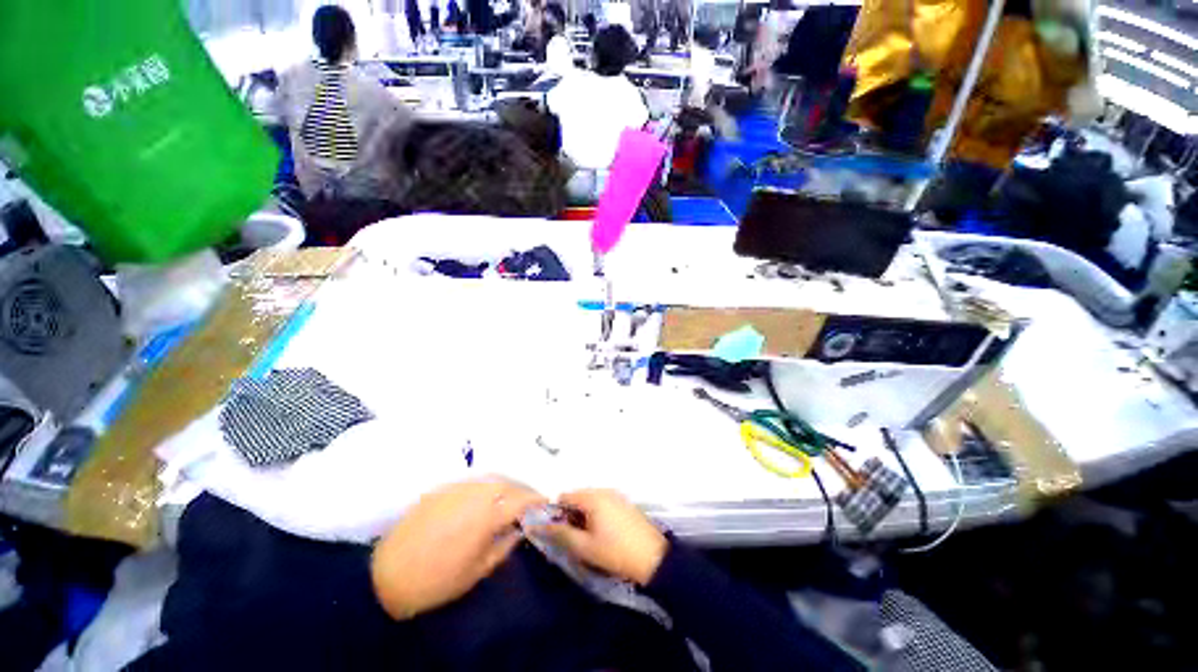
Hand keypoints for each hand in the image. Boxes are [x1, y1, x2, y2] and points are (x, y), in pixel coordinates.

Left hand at [371, 479, 544, 619]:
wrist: (388, 575)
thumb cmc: (438, 580)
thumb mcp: (478, 570)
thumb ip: (504, 544)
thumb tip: (520, 528)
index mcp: (486, 515)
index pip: (520, 500)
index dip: (536, 499)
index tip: (546, 502)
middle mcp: (474, 493)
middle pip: (507, 483)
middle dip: (522, 489)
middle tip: (529, 500)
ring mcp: (456, 488)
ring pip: (490, 478)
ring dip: (505, 484)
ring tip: (510, 496)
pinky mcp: (441, 488)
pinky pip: (471, 481)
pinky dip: (485, 485)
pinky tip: (484, 496)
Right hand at [536, 489, 666, 585]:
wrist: (654, 558)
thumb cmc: (616, 552)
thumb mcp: (585, 547)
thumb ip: (561, 534)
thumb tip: (538, 525)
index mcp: (593, 497)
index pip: (565, 496)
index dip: (557, 513)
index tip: (559, 533)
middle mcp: (604, 490)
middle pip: (578, 497)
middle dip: (571, 515)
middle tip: (574, 539)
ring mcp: (617, 495)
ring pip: (591, 501)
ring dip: (584, 516)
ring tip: (589, 539)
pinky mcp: (625, 504)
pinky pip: (603, 504)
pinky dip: (597, 515)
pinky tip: (603, 535)